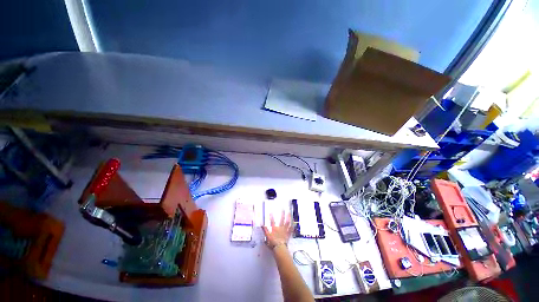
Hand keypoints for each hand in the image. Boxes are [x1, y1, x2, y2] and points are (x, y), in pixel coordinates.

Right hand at [263, 211, 291, 249]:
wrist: (279, 248)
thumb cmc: (273, 243)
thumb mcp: (267, 237)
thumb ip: (265, 230)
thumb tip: (262, 225)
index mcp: (275, 229)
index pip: (272, 222)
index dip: (271, 217)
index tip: (271, 212)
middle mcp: (280, 228)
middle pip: (281, 220)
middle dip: (282, 214)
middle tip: (283, 209)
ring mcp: (284, 231)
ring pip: (287, 223)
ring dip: (288, 218)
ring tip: (289, 213)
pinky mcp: (288, 234)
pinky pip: (291, 229)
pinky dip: (292, 226)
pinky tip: (294, 223)